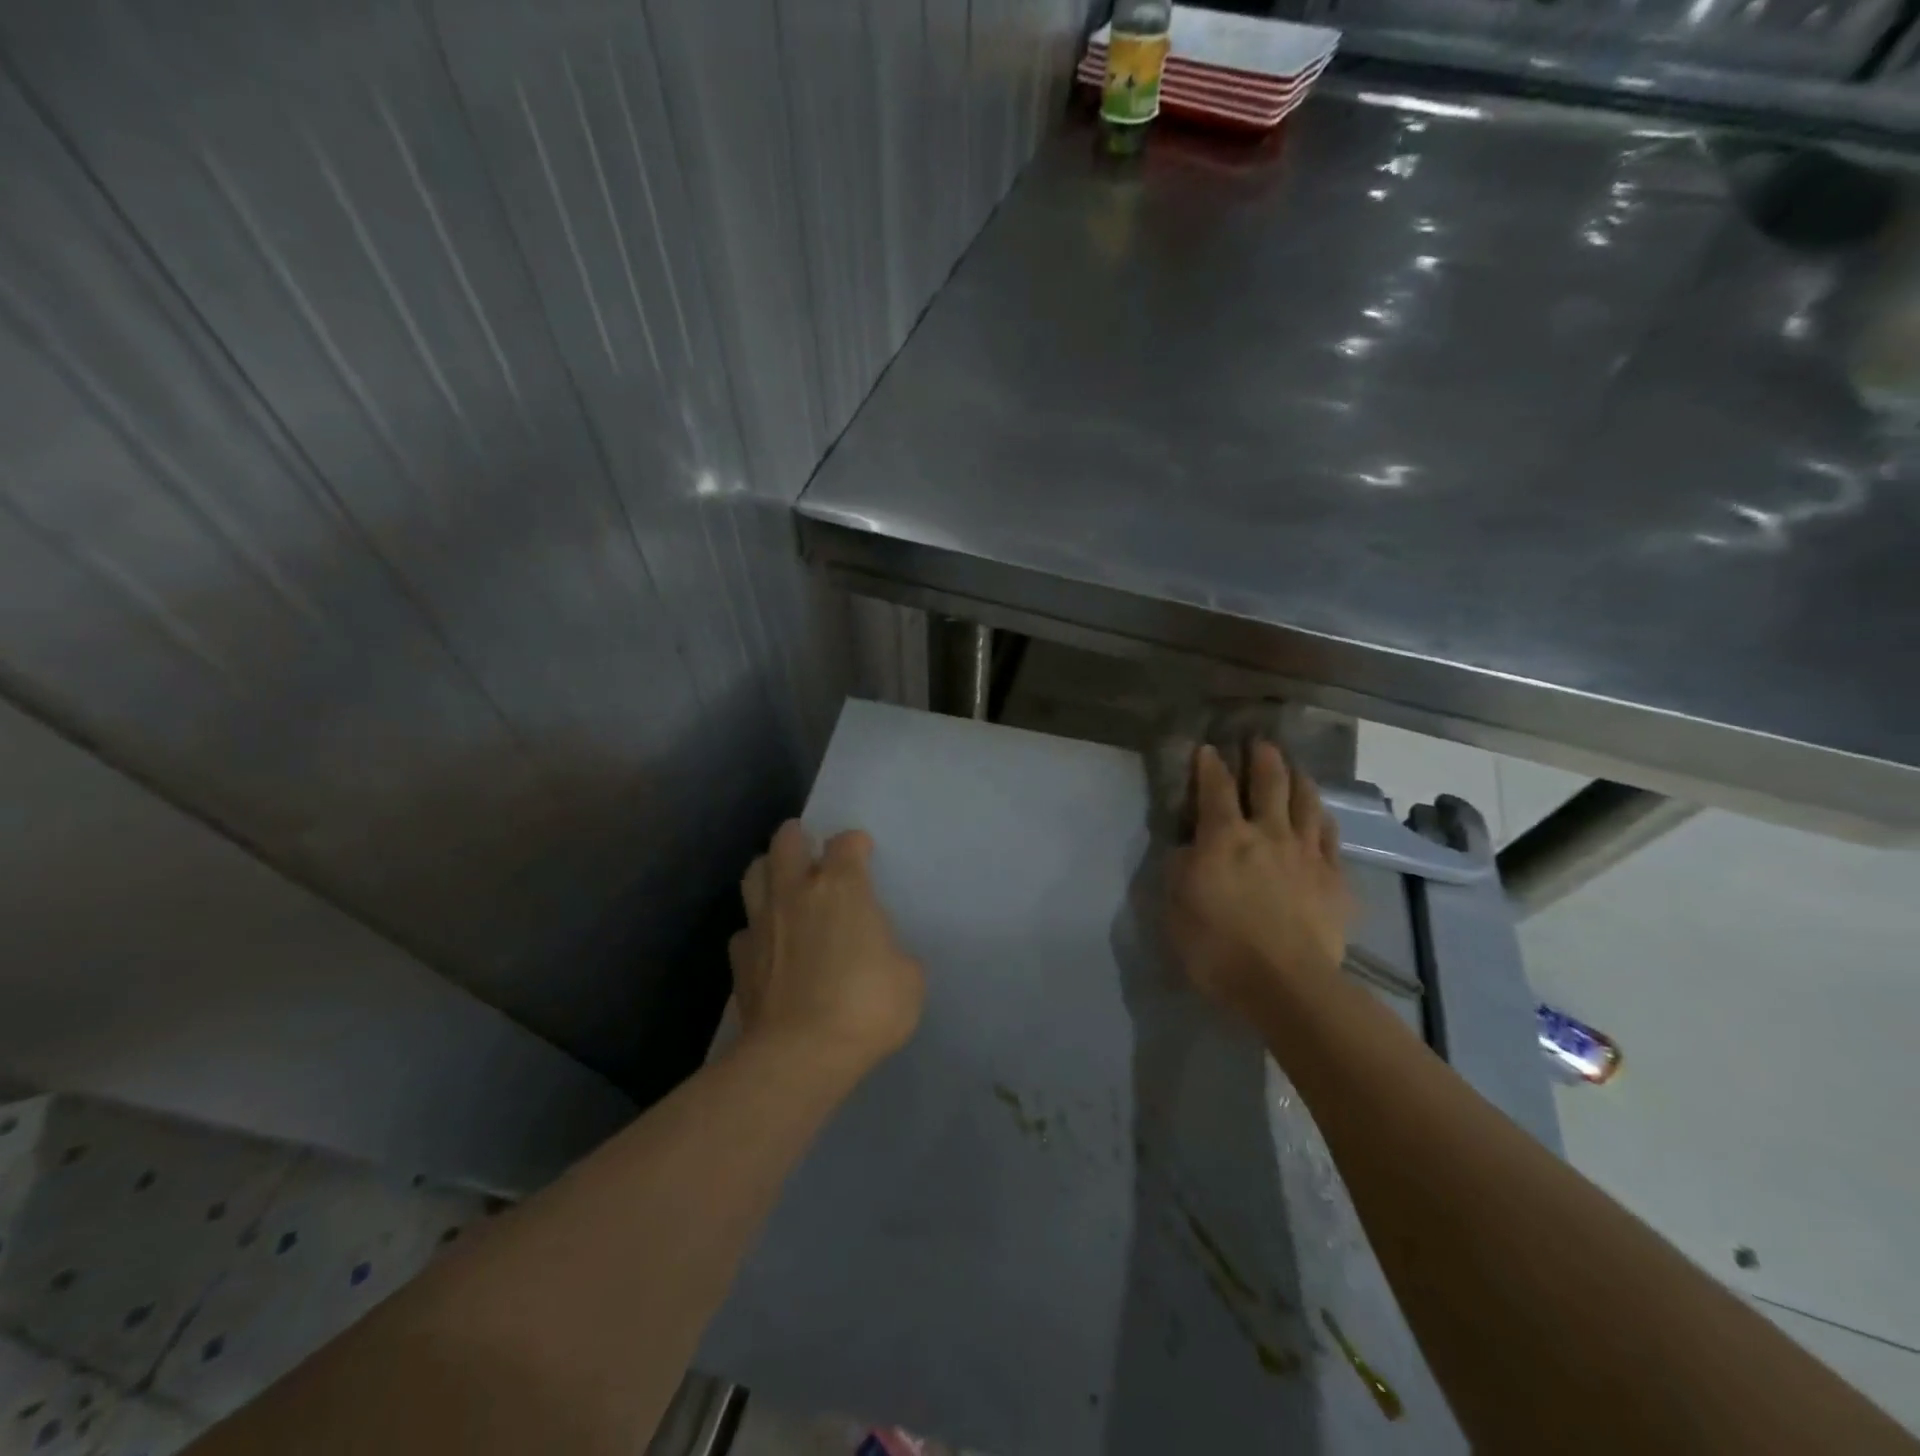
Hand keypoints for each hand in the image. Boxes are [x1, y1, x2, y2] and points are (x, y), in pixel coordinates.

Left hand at [730, 821, 924, 1076]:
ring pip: (753, 874)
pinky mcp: (740, 960)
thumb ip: (894, 952)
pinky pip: (744, 930)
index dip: (855, 843)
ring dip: (768, 871)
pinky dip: (756, 930)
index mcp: (842, 888)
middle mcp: (796, 893)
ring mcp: (762, 924)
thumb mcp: (909, 978)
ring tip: (781, 882)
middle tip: (809, 848)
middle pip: (786, 842)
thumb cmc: (866, 1007)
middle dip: (797, 837)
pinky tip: (768, 944)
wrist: (799, 1055)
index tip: (862, 852)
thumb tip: (882, 955)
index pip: (845, 843)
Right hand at [1166, 743, 1353, 1020]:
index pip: (1215, 789)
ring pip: (1306, 802)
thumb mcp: (1175, 907)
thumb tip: (1188, 847)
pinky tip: (1321, 816)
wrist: (1286, 984)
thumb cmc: (1218, 947)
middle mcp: (1267, 833)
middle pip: (1269, 783)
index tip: (1207, 749)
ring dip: (1298, 779)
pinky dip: (1323, 819)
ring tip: (1294, 768)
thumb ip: (1180, 869)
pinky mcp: (1335, 878)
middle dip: (1262, 759)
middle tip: (1259, 743)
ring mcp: (1306, 853)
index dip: (1209, 765)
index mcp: (1223, 837)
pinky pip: (1331, 836)